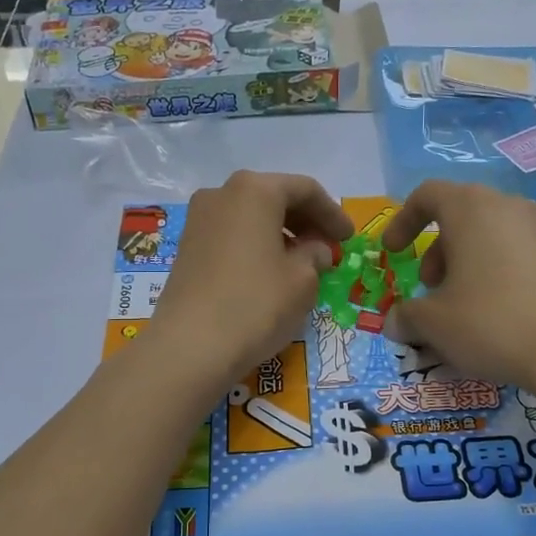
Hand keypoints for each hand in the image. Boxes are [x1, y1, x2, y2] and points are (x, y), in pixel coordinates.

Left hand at [147, 171, 352, 391]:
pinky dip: (256, 245)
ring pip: (251, 216)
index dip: (332, 213)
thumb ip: (315, 255)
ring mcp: (198, 219)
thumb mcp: (302, 281)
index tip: (349, 238)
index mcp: (255, 190)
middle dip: (305, 221)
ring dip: (280, 233)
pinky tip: (270, 271)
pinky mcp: (186, 247)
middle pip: (274, 197)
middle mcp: (222, 193)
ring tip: (302, 262)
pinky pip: (232, 235)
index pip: (305, 189)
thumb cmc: (256, 304)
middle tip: (328, 247)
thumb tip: (314, 249)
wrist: (190, 346)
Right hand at [380, 180, 535, 387]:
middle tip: (430, 290)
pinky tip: (493, 317)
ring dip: (464, 266)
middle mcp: (506, 207)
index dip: (403, 221)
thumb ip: (406, 316)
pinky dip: (493, 275)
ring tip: (460, 308)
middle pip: (459, 216)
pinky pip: (513, 255)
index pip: (428, 195)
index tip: (393, 254)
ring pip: (488, 237)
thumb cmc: (490, 320)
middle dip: (436, 252)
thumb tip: (396, 322)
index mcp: (470, 208)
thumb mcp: (433, 323)